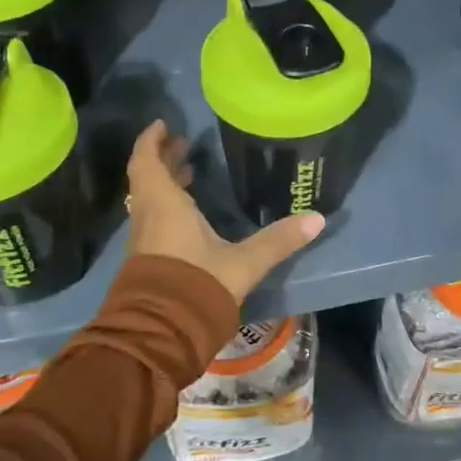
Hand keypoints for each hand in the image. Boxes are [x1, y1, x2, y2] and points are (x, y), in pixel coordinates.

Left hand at [126, 120, 324, 303]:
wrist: (160, 335)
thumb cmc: (197, 287)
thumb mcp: (244, 263)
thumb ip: (278, 240)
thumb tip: (317, 218)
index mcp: (164, 205)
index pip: (147, 161)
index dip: (152, 140)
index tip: (164, 125)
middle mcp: (147, 217)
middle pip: (147, 178)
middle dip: (163, 159)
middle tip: (184, 145)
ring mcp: (143, 240)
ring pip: (148, 199)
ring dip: (164, 183)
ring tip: (188, 173)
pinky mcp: (145, 260)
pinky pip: (151, 219)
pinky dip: (165, 205)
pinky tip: (187, 215)